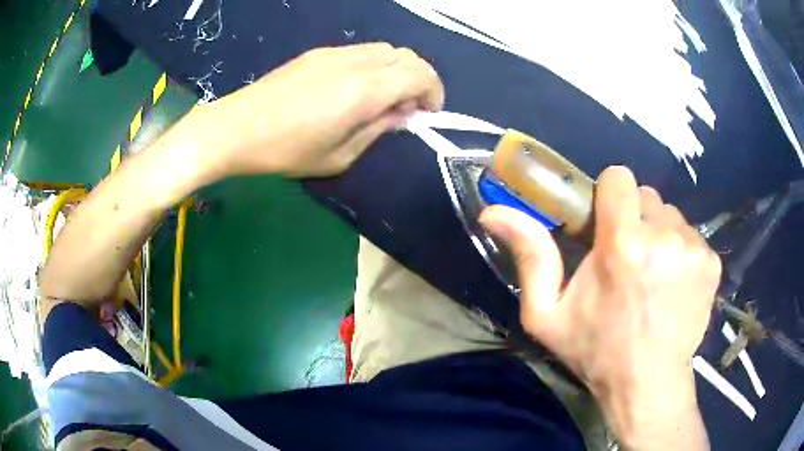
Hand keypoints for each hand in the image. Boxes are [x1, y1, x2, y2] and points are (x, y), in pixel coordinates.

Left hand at [203, 43, 443, 177]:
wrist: (236, 128)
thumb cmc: (286, 151)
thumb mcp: (339, 156)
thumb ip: (378, 130)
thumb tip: (400, 114)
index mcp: (364, 90)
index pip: (420, 73)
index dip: (434, 91)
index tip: (425, 114)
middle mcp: (355, 62)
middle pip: (407, 55)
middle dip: (418, 80)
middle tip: (404, 109)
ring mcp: (335, 53)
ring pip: (385, 49)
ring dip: (395, 71)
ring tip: (379, 100)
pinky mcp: (318, 52)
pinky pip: (361, 52)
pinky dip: (373, 66)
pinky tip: (353, 89)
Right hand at [480, 166, 720, 448]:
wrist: (648, 383)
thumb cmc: (596, 350)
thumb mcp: (548, 314)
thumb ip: (529, 256)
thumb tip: (493, 212)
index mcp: (623, 245)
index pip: (620, 178)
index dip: (610, 196)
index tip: (606, 224)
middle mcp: (664, 237)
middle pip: (646, 196)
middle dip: (634, 218)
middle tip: (628, 258)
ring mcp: (694, 249)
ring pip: (670, 215)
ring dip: (658, 234)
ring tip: (652, 274)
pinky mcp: (712, 262)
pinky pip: (691, 236)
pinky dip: (680, 251)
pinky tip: (673, 284)